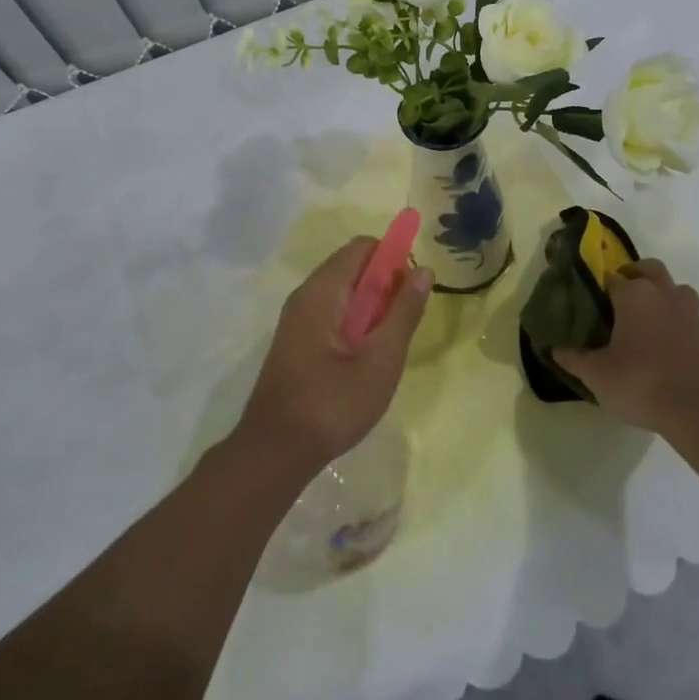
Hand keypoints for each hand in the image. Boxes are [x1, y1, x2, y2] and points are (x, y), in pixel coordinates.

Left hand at [237, 237, 432, 473]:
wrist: (275, 452)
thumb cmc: (333, 403)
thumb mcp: (381, 359)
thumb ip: (404, 311)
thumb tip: (423, 270)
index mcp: (323, 290)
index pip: (363, 247)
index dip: (393, 259)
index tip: (411, 293)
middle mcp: (305, 294)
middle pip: (352, 267)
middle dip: (384, 286)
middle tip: (401, 326)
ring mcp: (296, 318)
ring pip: (343, 293)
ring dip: (370, 308)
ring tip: (385, 347)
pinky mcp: (295, 341)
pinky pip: (330, 313)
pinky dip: (353, 323)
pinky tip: (363, 360)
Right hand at [551, 259, 698, 434]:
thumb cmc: (640, 383)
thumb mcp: (597, 375)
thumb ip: (574, 358)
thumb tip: (555, 348)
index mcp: (634, 295)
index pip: (611, 278)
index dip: (599, 288)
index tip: (591, 305)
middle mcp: (663, 293)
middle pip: (649, 269)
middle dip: (634, 276)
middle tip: (619, 299)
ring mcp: (690, 312)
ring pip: (675, 288)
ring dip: (662, 294)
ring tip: (647, 318)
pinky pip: (689, 315)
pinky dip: (677, 320)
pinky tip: (666, 344)